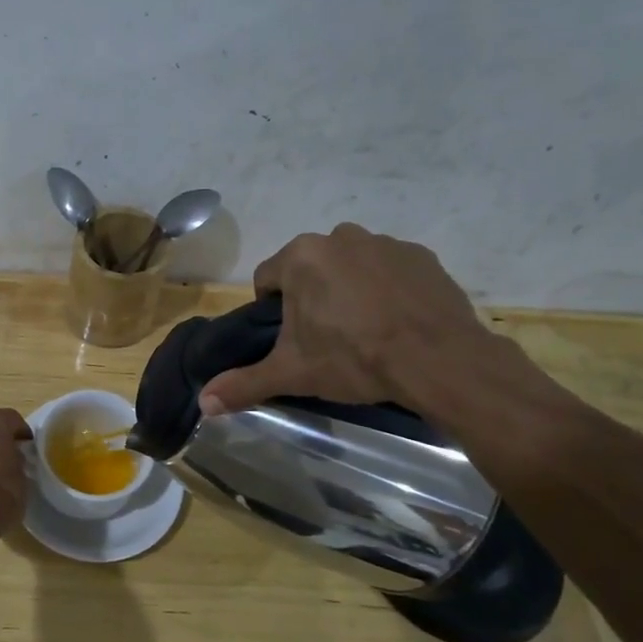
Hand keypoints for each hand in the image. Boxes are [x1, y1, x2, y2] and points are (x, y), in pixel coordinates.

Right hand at [199, 224, 492, 414]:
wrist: (439, 360)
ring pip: (349, 265)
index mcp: (301, 257)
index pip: (267, 279)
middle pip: (309, 268)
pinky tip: (396, 321)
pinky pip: (389, 269)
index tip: (291, 338)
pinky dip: (386, 288)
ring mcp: (384, 243)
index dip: (272, 311)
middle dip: (311, 296)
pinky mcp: (421, 256)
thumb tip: (203, 403)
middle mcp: (339, 237)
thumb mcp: (293, 373)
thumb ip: (244, 384)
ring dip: (348, 288)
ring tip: (364, 330)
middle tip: (326, 337)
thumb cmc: (355, 359)